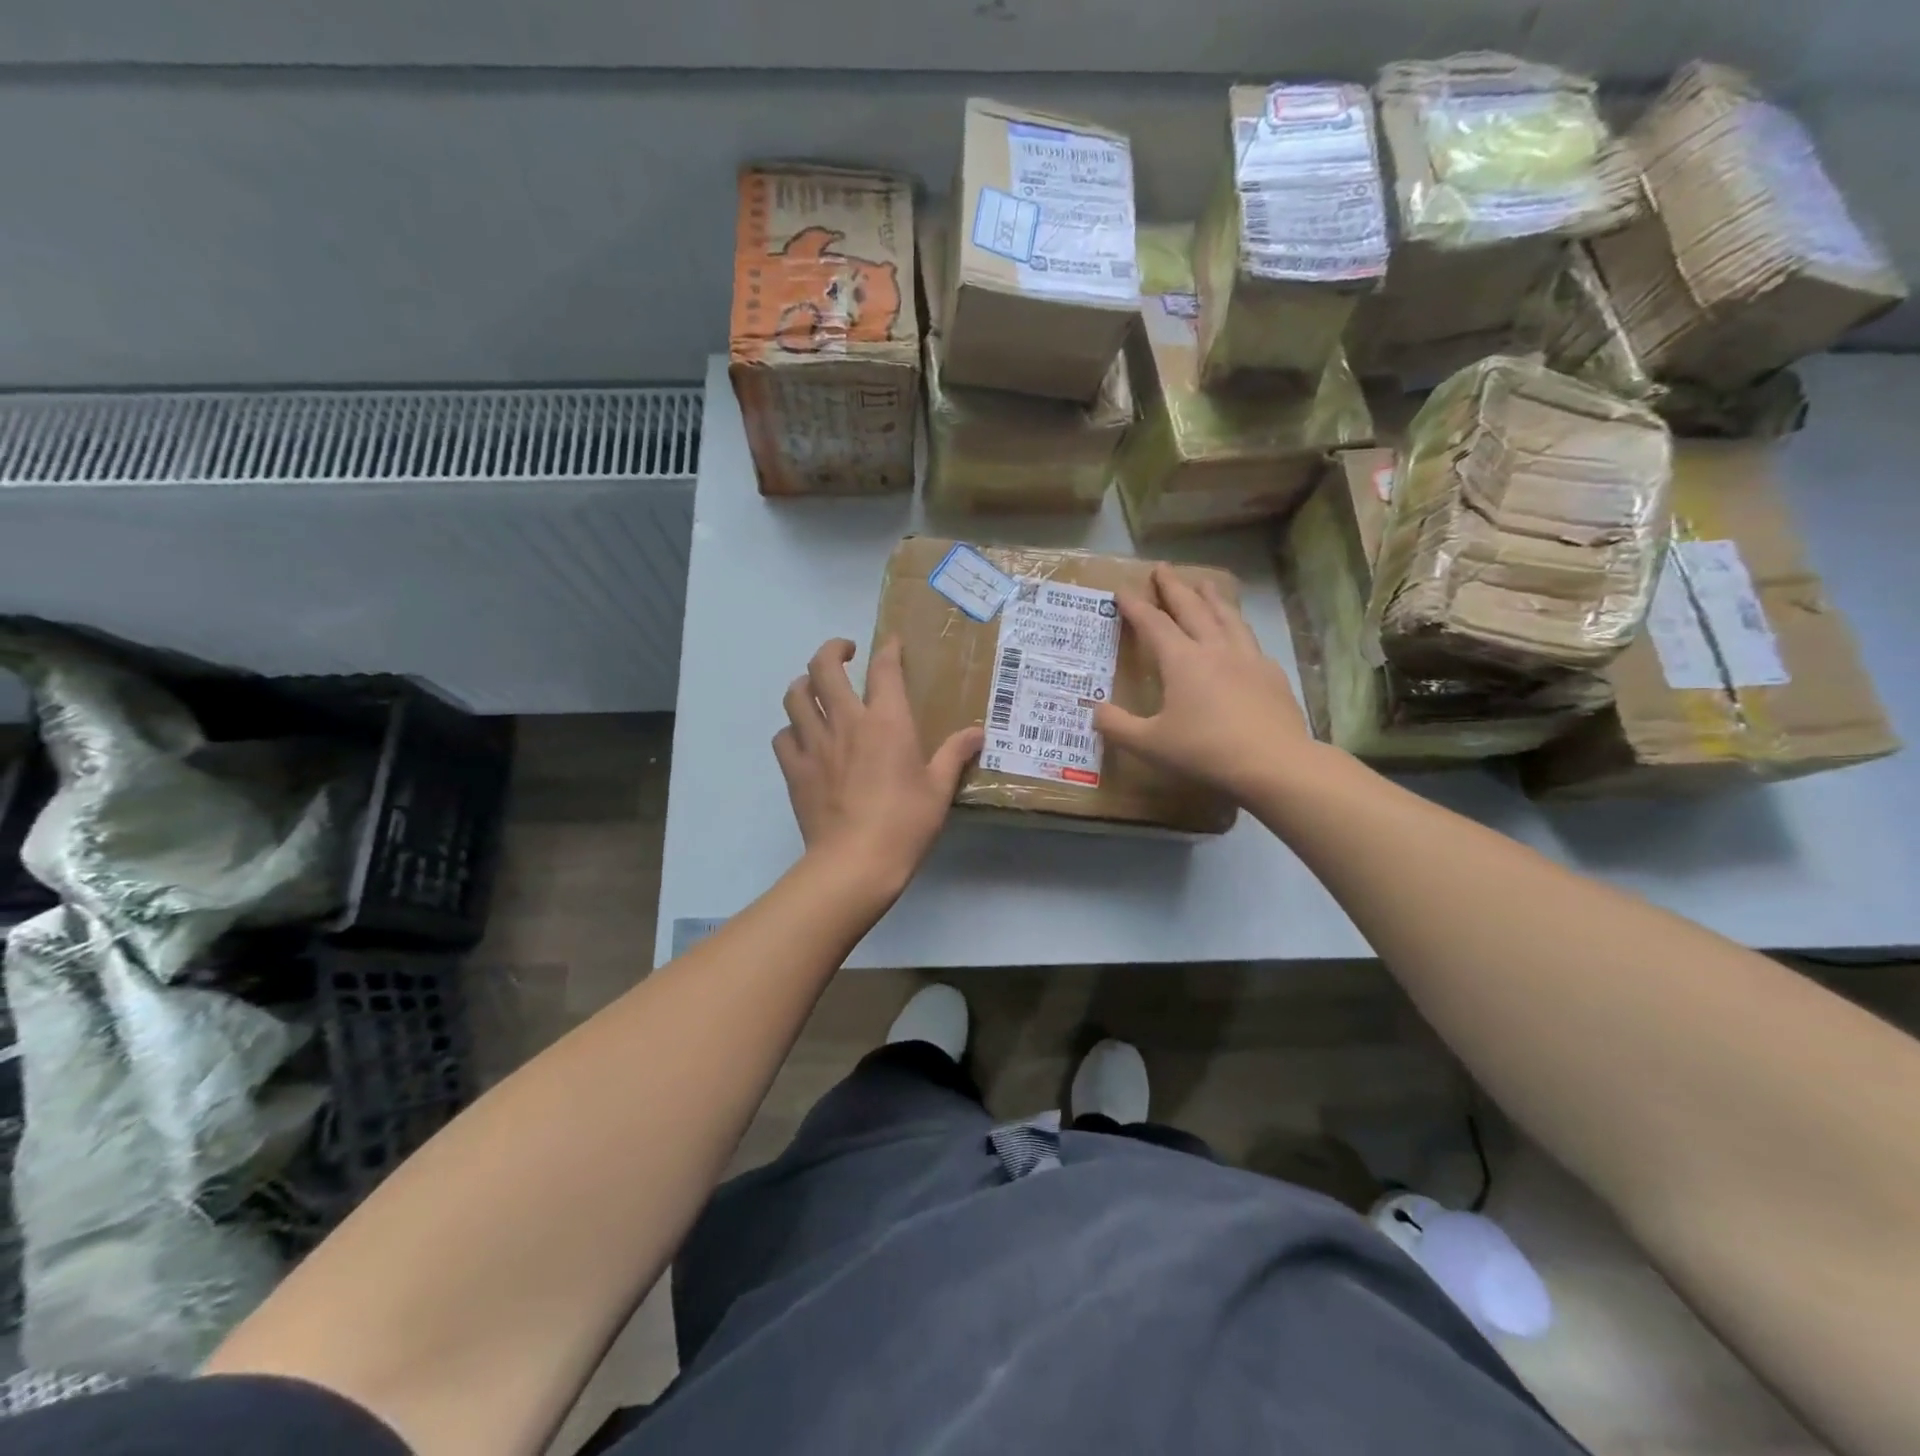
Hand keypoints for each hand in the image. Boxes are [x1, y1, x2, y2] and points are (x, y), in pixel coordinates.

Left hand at [773, 637, 982, 891]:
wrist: (855, 862)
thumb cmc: (905, 823)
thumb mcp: (939, 789)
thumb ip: (955, 754)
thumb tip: (978, 732)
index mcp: (887, 721)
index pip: (884, 668)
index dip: (888, 648)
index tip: (891, 643)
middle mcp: (846, 722)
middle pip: (824, 667)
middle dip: (832, 650)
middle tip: (845, 653)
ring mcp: (814, 744)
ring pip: (795, 695)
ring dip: (805, 684)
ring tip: (817, 689)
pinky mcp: (794, 769)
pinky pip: (783, 735)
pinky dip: (791, 729)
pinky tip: (802, 738)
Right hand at [1093, 565, 1315, 802]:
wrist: (1274, 764)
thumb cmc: (1205, 752)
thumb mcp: (1150, 744)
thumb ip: (1117, 726)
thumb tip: (1094, 710)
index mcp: (1182, 661)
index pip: (1154, 624)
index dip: (1136, 606)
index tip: (1123, 590)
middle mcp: (1214, 649)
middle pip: (1192, 608)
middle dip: (1174, 587)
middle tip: (1163, 568)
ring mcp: (1248, 658)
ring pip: (1226, 616)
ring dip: (1211, 597)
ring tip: (1204, 583)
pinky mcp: (1271, 674)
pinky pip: (1250, 639)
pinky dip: (1238, 626)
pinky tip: (1239, 634)